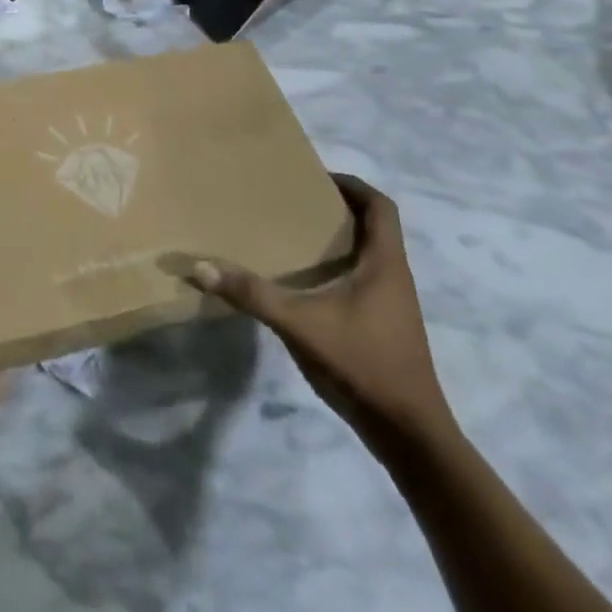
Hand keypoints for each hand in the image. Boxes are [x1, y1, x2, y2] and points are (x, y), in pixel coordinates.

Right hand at [189, 174, 454, 449]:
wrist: (409, 436)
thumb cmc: (363, 365)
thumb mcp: (301, 325)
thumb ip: (253, 295)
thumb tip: (201, 266)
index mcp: (385, 264)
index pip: (380, 206)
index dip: (352, 185)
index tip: (314, 176)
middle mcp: (393, 277)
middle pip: (372, 226)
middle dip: (336, 208)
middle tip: (292, 200)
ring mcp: (391, 305)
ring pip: (367, 255)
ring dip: (335, 239)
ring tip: (290, 234)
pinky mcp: (383, 326)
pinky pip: (360, 280)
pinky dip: (334, 269)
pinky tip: (302, 282)